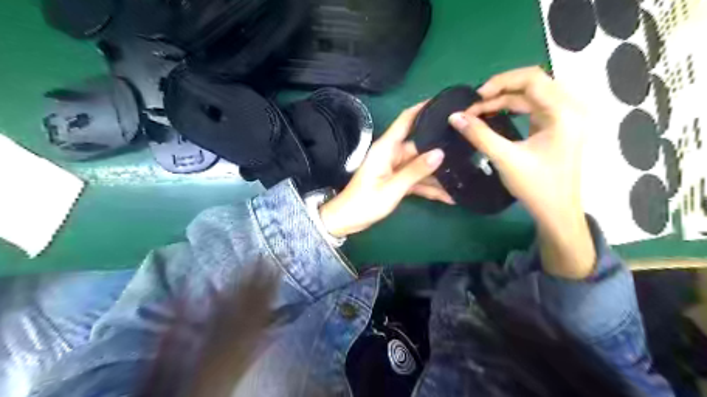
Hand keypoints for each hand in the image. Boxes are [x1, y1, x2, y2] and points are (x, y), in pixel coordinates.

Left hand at [319, 105, 452, 237]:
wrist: (347, 220)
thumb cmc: (365, 202)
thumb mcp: (393, 188)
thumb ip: (416, 171)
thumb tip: (440, 153)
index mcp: (386, 148)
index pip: (406, 120)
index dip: (422, 108)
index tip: (443, 101)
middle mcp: (392, 154)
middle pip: (420, 146)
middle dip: (440, 149)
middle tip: (467, 147)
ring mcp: (395, 168)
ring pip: (421, 166)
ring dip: (437, 175)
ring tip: (463, 175)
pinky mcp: (397, 181)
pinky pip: (417, 180)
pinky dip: (429, 188)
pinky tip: (448, 196)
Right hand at [450, 66, 591, 278]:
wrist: (557, 212)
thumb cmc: (536, 186)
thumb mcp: (505, 159)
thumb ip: (479, 135)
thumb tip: (454, 117)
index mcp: (564, 112)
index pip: (531, 78)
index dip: (500, 82)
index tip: (475, 98)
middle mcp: (570, 107)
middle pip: (532, 84)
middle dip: (499, 92)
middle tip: (474, 106)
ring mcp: (566, 117)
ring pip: (531, 96)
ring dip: (503, 101)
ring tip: (479, 112)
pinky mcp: (558, 126)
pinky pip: (533, 108)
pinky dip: (512, 110)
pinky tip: (495, 117)